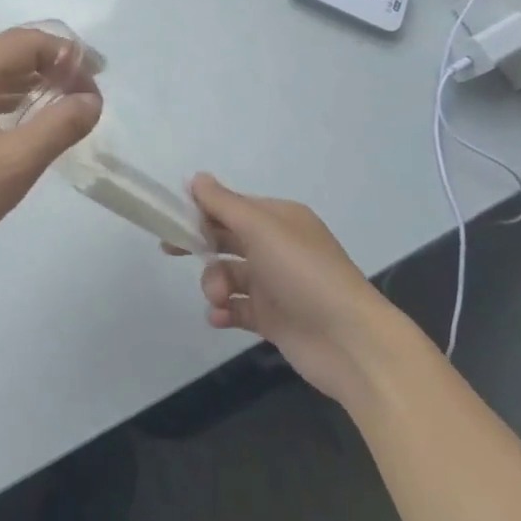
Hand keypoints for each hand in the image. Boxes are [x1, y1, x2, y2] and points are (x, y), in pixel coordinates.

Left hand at [0, 28, 101, 286]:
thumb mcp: (13, 165)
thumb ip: (58, 127)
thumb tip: (92, 100)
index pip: (27, 42)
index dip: (68, 54)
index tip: (100, 81)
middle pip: (12, 53)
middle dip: (55, 66)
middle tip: (90, 95)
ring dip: (36, 84)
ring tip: (71, 107)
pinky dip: (15, 102)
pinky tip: (34, 123)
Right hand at [184, 173, 405, 405]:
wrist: (351, 343)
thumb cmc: (304, 274)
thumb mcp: (261, 229)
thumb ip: (223, 203)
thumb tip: (196, 177)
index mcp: (279, 220)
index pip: (231, 206)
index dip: (201, 210)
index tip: (172, 218)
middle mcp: (277, 247)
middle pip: (226, 239)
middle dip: (200, 246)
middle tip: (170, 250)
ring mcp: (275, 284)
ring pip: (228, 274)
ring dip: (214, 284)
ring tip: (218, 298)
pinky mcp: (273, 319)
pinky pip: (237, 308)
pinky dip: (224, 311)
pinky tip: (219, 316)